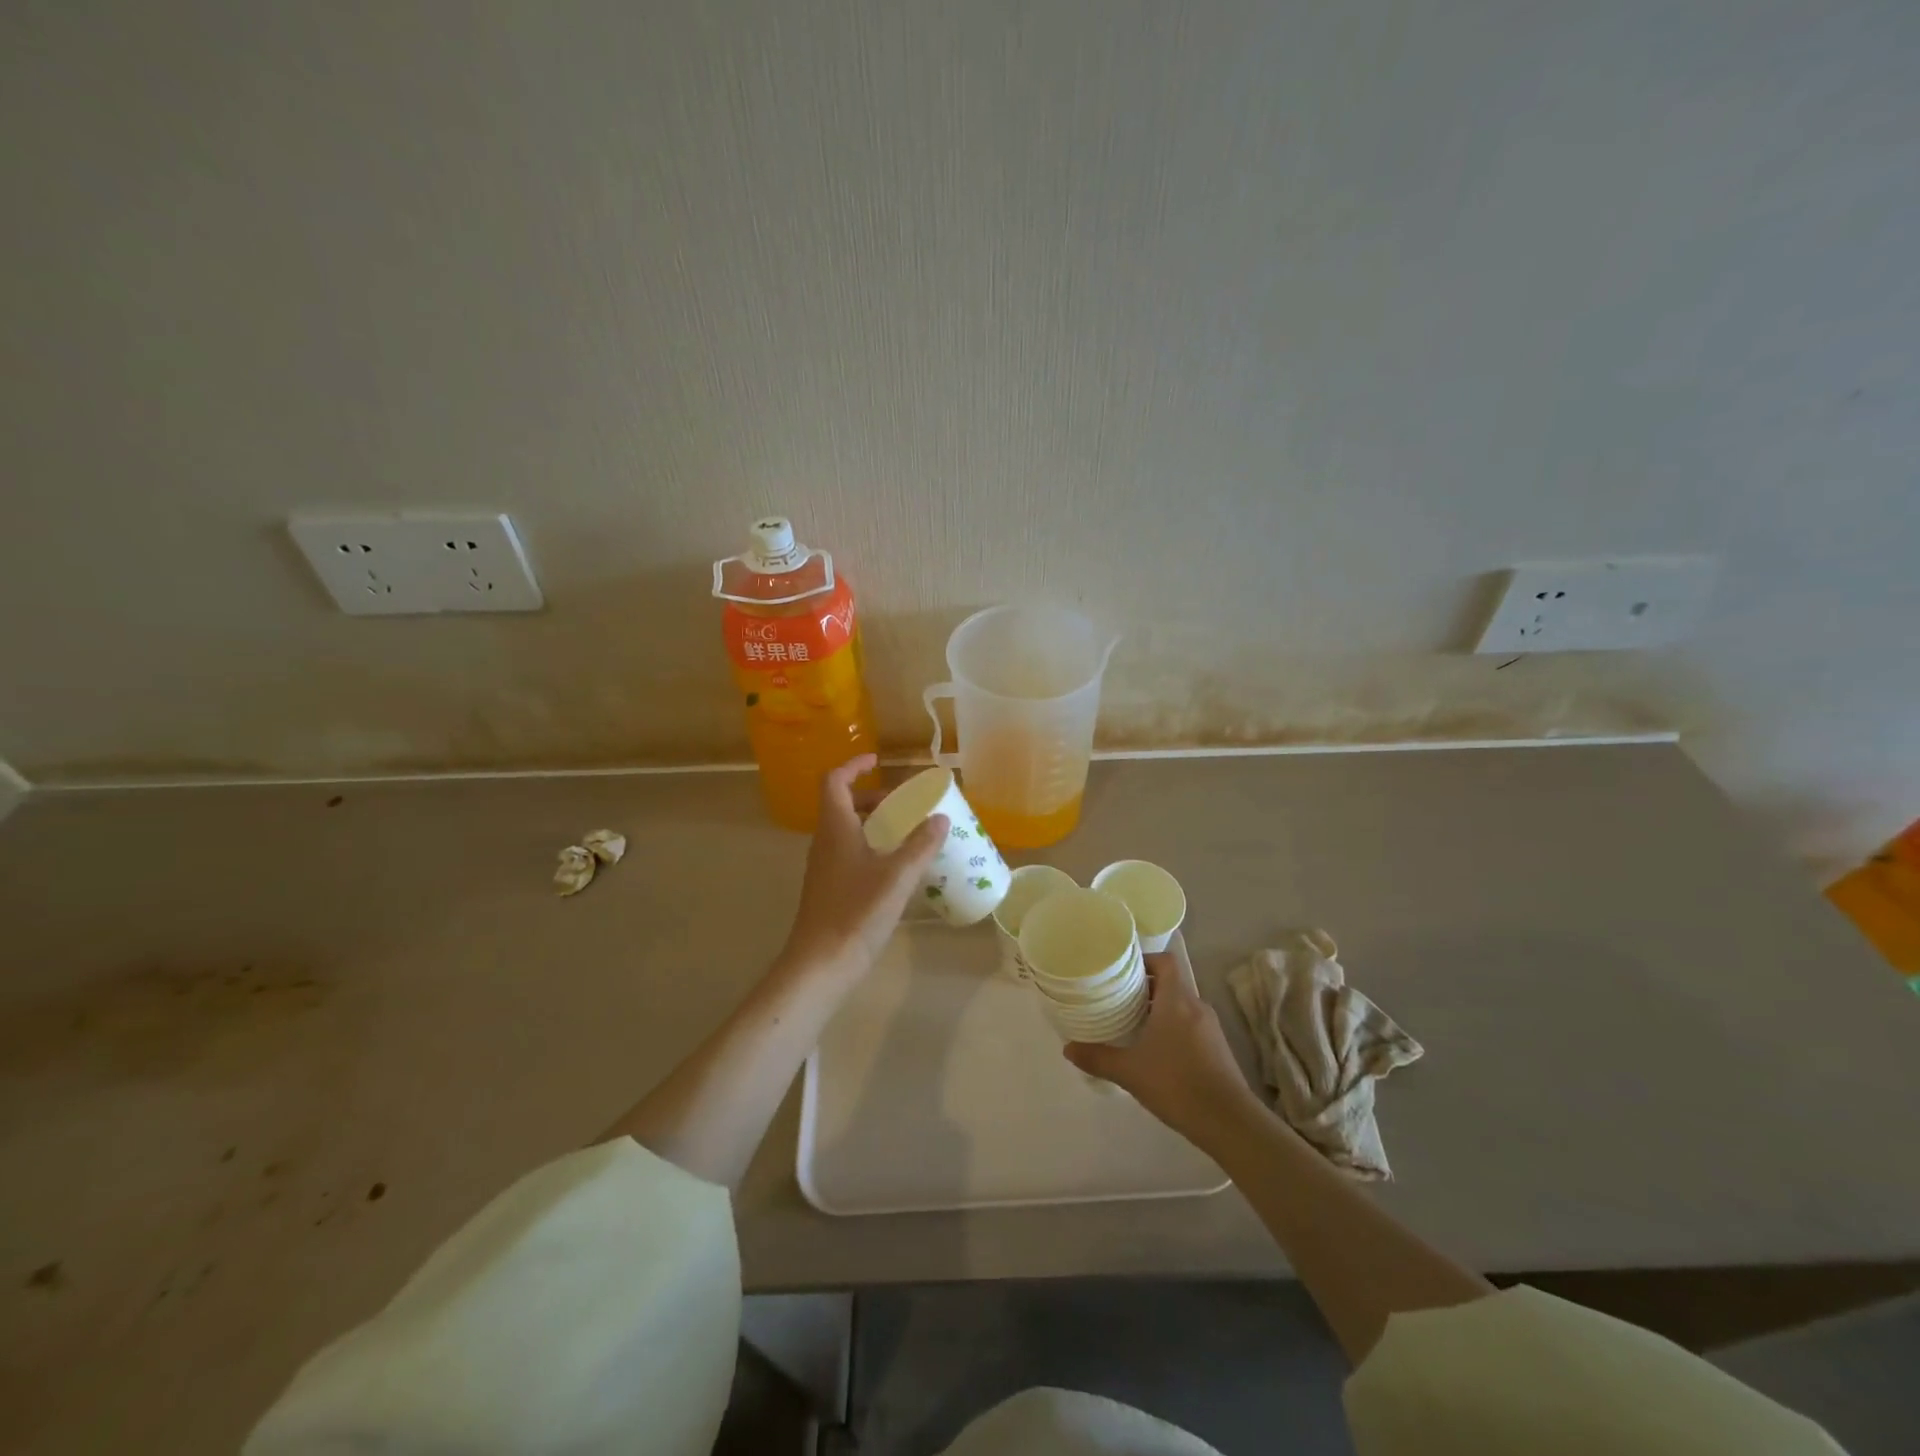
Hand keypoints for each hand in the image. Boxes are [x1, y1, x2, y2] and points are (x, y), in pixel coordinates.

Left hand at [777, 755, 948, 980]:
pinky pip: (848, 853)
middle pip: (842, 804)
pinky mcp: (829, 888)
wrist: (820, 964)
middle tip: (903, 802)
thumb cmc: (856, 912)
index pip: (835, 781)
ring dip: (872, 822)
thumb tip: (940, 818)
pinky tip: (895, 867)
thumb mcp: (897, 876)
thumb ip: (920, 845)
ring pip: (845, 830)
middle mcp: (824, 842)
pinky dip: (870, 846)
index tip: (878, 761)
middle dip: (871, 796)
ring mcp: (824, 867)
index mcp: (835, 828)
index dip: (854, 766)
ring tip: (905, 832)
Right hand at [1065, 934, 1263, 1144]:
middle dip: (1145, 988)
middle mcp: (1196, 1006)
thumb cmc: (1176, 1084)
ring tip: (1132, 1024)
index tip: (1122, 973)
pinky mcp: (1218, 1048)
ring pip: (1181, 1005)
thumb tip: (1068, 1048)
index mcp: (1177, 1000)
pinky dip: (1173, 1027)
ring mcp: (1210, 1027)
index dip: (1145, 961)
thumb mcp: (1129, 1071)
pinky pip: (1190, 1024)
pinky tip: (1156, 1051)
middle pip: (1171, 982)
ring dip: (1159, 1009)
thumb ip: (1098, 1057)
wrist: (1229, 1122)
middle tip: (1118, 999)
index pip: (1165, 961)